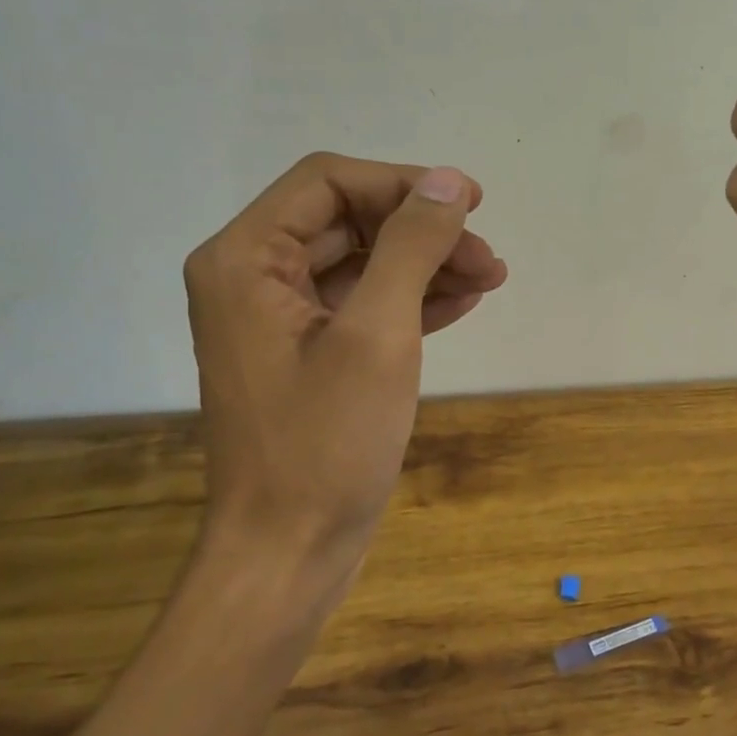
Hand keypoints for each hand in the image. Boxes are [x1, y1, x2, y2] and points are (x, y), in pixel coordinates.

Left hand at [182, 152, 505, 591]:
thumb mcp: (377, 335)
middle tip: (488, 257)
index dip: (404, 183)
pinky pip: (364, 305)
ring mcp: (280, 320)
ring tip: (491, 279)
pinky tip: (463, 304)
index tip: (471, 203)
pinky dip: (413, 299)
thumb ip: (411, 247)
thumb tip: (449, 181)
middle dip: (423, 231)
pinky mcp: (309, 356)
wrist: (289, 553)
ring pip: (362, 262)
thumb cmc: (325, 444)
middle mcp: (253, 279)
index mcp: (245, 260)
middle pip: (348, 220)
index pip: (329, 182)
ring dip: (427, 264)